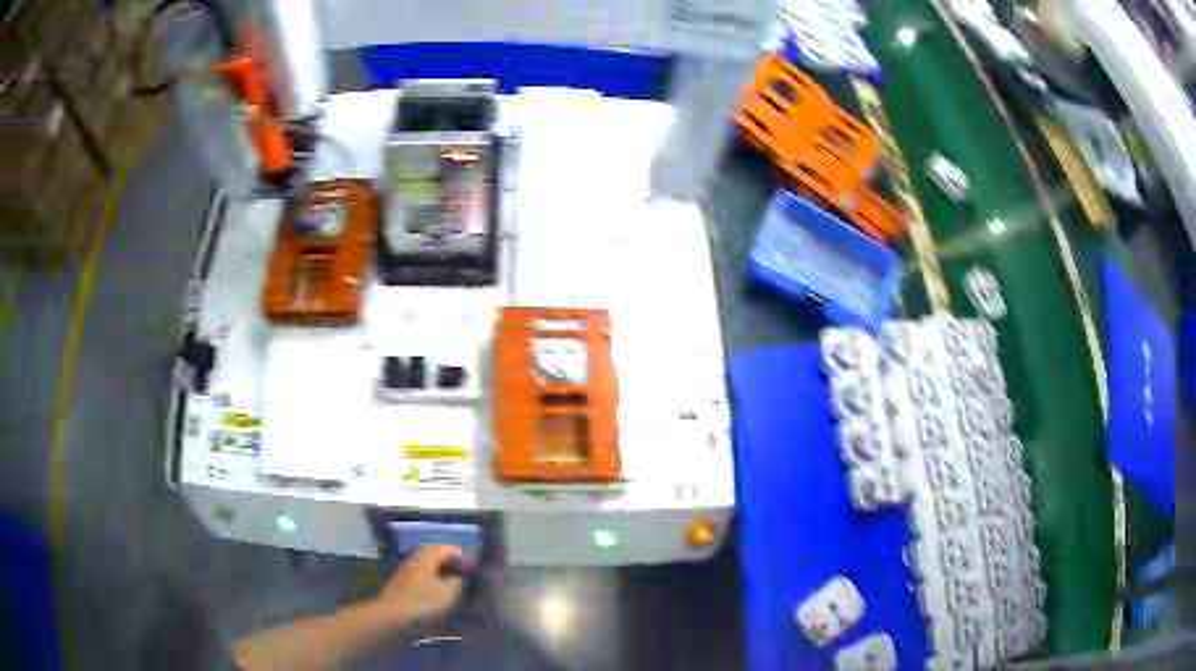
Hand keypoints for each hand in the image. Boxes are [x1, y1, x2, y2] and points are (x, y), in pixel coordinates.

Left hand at [375, 545, 467, 625]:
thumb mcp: (448, 594)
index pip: (448, 548)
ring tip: (453, 585)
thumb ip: (457, 584)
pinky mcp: (401, 585)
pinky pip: (421, 576)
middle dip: (451, 561)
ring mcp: (406, 572)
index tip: (474, 571)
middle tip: (464, 574)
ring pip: (427, 565)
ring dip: (441, 571)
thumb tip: (459, 579)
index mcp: (427, 558)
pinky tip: (437, 593)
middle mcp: (415, 560)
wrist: (390, 618)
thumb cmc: (421, 604)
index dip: (464, 557)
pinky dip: (432, 580)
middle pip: (435, 554)